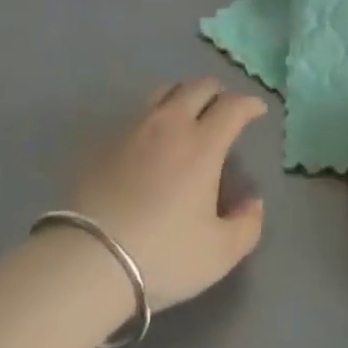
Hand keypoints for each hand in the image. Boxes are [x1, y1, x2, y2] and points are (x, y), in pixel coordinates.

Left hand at [70, 78, 266, 311]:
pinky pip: (137, 113)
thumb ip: (247, 225)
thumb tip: (253, 202)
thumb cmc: (163, 255)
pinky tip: (152, 139)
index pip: (232, 106)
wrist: (90, 260)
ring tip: (188, 113)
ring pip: (164, 92)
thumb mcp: (219, 253)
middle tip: (224, 108)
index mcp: (203, 144)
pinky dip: (154, 115)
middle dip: (217, 92)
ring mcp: (134, 128)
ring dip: (184, 95)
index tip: (257, 110)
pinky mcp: (105, 141)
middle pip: (198, 87)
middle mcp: (171, 124)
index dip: (249, 104)